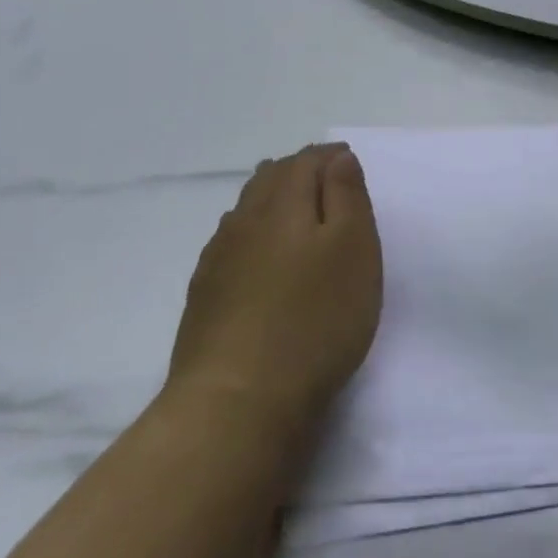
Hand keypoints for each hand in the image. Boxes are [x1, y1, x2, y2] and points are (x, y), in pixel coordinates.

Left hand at [166, 145, 381, 427]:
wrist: (237, 401)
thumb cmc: (314, 319)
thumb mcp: (354, 250)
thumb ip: (347, 196)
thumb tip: (338, 158)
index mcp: (284, 204)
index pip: (305, 161)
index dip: (329, 156)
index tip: (348, 159)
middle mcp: (244, 221)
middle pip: (270, 178)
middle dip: (298, 170)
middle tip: (324, 176)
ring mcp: (218, 259)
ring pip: (246, 209)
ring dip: (272, 198)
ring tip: (294, 207)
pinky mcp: (204, 296)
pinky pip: (231, 243)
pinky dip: (251, 232)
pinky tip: (258, 254)